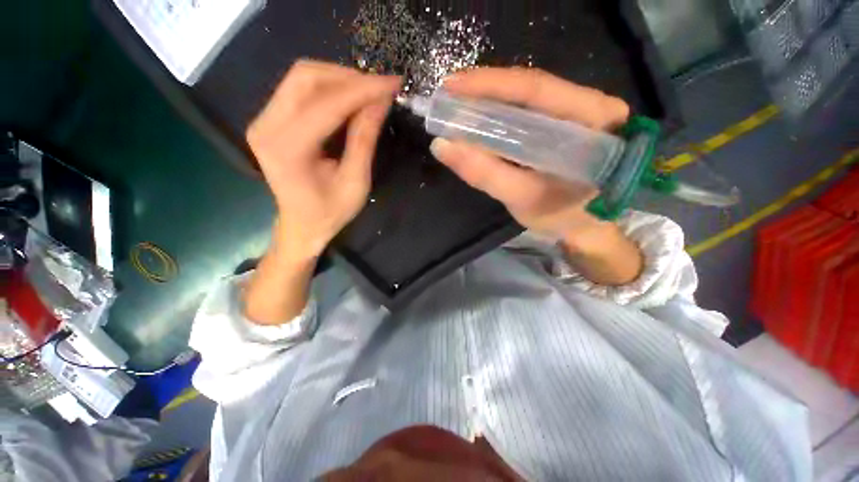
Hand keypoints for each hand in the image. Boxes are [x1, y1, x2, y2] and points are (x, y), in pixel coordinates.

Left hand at [248, 60, 400, 261]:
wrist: (302, 225)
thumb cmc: (330, 212)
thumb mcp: (355, 182)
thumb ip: (365, 139)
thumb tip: (381, 101)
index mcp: (287, 148)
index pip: (327, 104)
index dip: (363, 89)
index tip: (393, 83)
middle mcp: (266, 126)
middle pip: (306, 77)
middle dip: (349, 78)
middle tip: (381, 89)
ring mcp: (263, 120)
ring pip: (302, 78)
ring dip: (340, 79)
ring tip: (369, 93)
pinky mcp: (270, 120)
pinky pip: (299, 90)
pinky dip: (329, 89)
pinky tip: (350, 99)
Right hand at [430, 68, 642, 284]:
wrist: (587, 229)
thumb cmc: (561, 216)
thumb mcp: (522, 198)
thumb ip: (484, 173)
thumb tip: (441, 146)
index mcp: (593, 119)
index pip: (536, 89)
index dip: (490, 84)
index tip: (451, 86)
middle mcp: (591, 104)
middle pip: (531, 88)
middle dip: (486, 90)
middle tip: (448, 95)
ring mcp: (580, 113)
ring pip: (528, 98)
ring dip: (491, 101)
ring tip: (458, 105)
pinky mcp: (567, 125)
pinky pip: (530, 113)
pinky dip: (502, 115)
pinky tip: (481, 119)